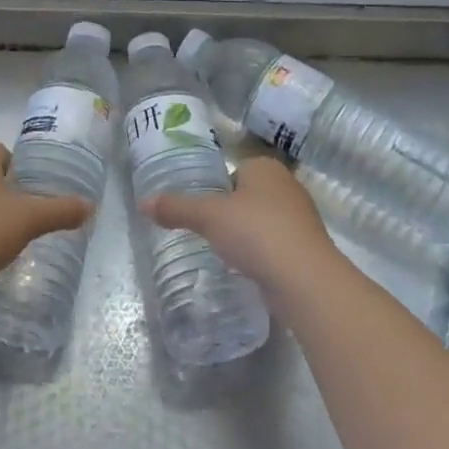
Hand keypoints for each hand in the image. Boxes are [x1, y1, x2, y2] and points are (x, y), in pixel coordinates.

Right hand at [142, 156, 347, 296]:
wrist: (304, 280)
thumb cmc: (256, 232)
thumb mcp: (208, 216)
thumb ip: (176, 207)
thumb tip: (143, 202)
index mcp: (266, 168)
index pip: (233, 170)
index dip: (214, 186)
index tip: (198, 206)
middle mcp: (287, 187)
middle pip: (247, 195)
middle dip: (229, 211)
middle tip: (203, 230)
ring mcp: (300, 219)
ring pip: (262, 221)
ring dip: (245, 234)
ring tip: (220, 251)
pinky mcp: (305, 249)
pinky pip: (273, 245)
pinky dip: (259, 254)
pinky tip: (244, 268)